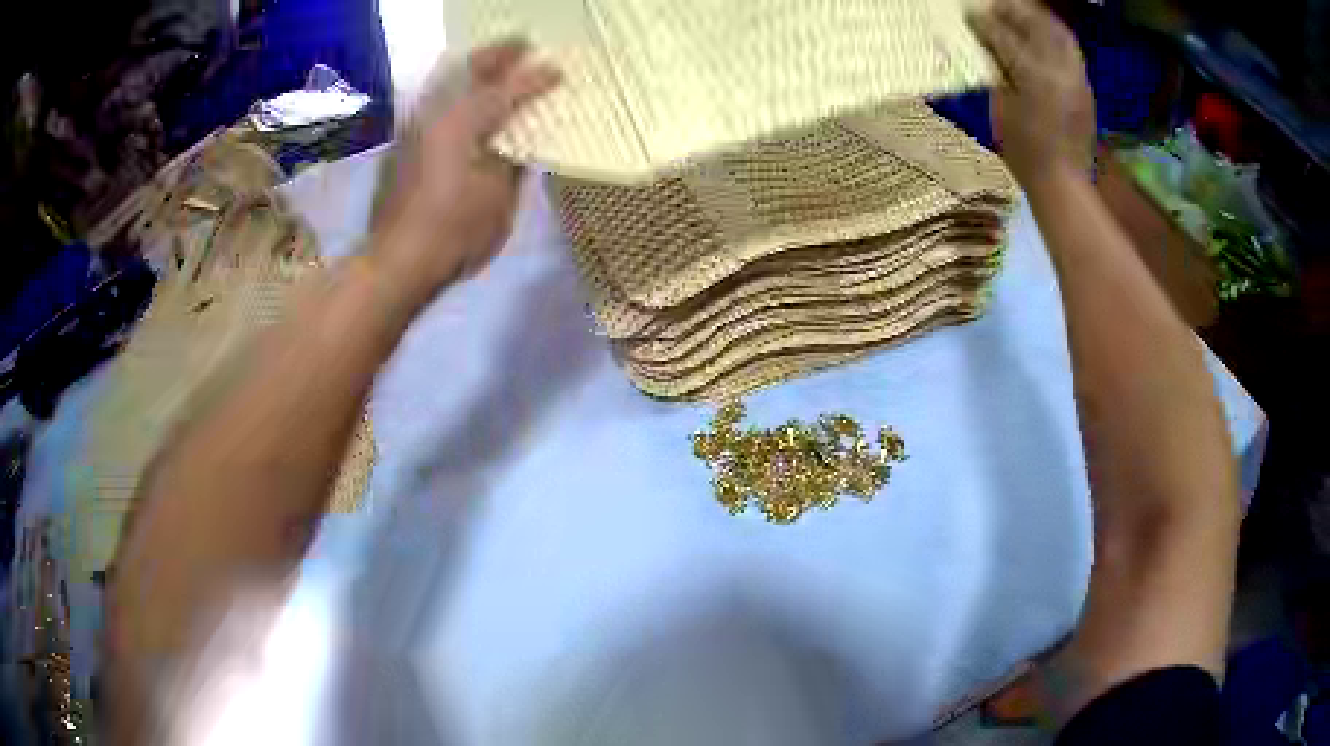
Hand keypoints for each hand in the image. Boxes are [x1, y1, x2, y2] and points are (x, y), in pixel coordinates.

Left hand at [369, 40, 559, 309]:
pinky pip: (435, 102)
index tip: (556, 70)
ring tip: (494, 63)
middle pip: (468, 71)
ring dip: (472, 69)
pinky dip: (455, 90)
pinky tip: (466, 97)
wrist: (396, 261)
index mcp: (464, 123)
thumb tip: (518, 142)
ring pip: (446, 82)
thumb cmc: (454, 232)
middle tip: (522, 43)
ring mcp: (415, 128)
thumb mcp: (498, 199)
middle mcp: (435, 115)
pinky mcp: (404, 145)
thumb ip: (512, 162)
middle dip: (497, 55)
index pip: (507, 91)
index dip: (534, 79)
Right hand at [967, 0, 1095, 187]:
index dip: (985, 22)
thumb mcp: (1002, 109)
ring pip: (1059, 33)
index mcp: (1033, 76)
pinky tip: (1041, 36)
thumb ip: (997, 72)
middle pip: (1037, 24)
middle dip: (1015, 10)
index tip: (971, 13)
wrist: (1064, 183)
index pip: (1004, 36)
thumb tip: (988, 47)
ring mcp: (1077, 78)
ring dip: (1038, 17)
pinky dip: (1054, 35)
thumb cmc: (1025, 152)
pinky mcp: (1086, 87)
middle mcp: (1059, 69)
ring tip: (1021, 13)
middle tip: (996, 6)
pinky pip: (1070, 50)